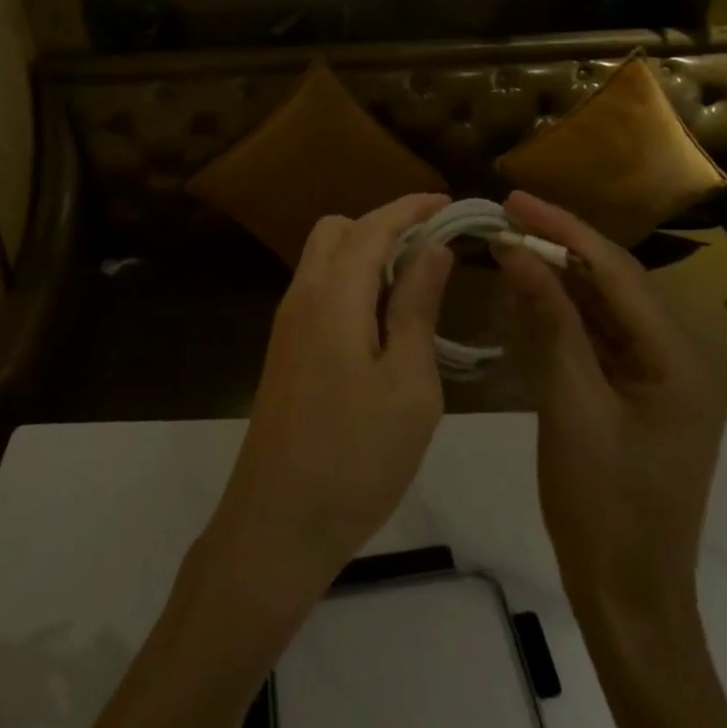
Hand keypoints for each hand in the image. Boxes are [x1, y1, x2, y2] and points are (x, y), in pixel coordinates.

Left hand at [202, 194, 454, 606]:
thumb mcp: (408, 381)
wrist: (277, 525)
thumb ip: (417, 306)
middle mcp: (301, 296)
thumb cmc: (356, 456)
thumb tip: (432, 249)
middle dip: (385, 226)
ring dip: (367, 256)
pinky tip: (383, 323)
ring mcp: (287, 325)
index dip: (412, 208)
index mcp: (332, 294)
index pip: (373, 225)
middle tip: (432, 252)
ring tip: (415, 288)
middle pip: (338, 231)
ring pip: (324, 260)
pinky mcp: (285, 351)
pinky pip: (319, 292)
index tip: (449, 203)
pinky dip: (352, 285)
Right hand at [494, 191, 725, 631]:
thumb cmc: (603, 505)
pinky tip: (530, 294)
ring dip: (560, 278)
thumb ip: (551, 322)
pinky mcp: (637, 396)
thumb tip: (516, 252)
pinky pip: (600, 340)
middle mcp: (679, 358)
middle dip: (561, 246)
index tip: (515, 199)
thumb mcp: (572, 405)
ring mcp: (659, 379)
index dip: (563, 230)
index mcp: (679, 359)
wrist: (628, 597)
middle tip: (507, 214)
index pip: (617, 273)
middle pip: (615, 284)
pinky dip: (564, 316)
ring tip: (512, 243)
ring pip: (605, 310)